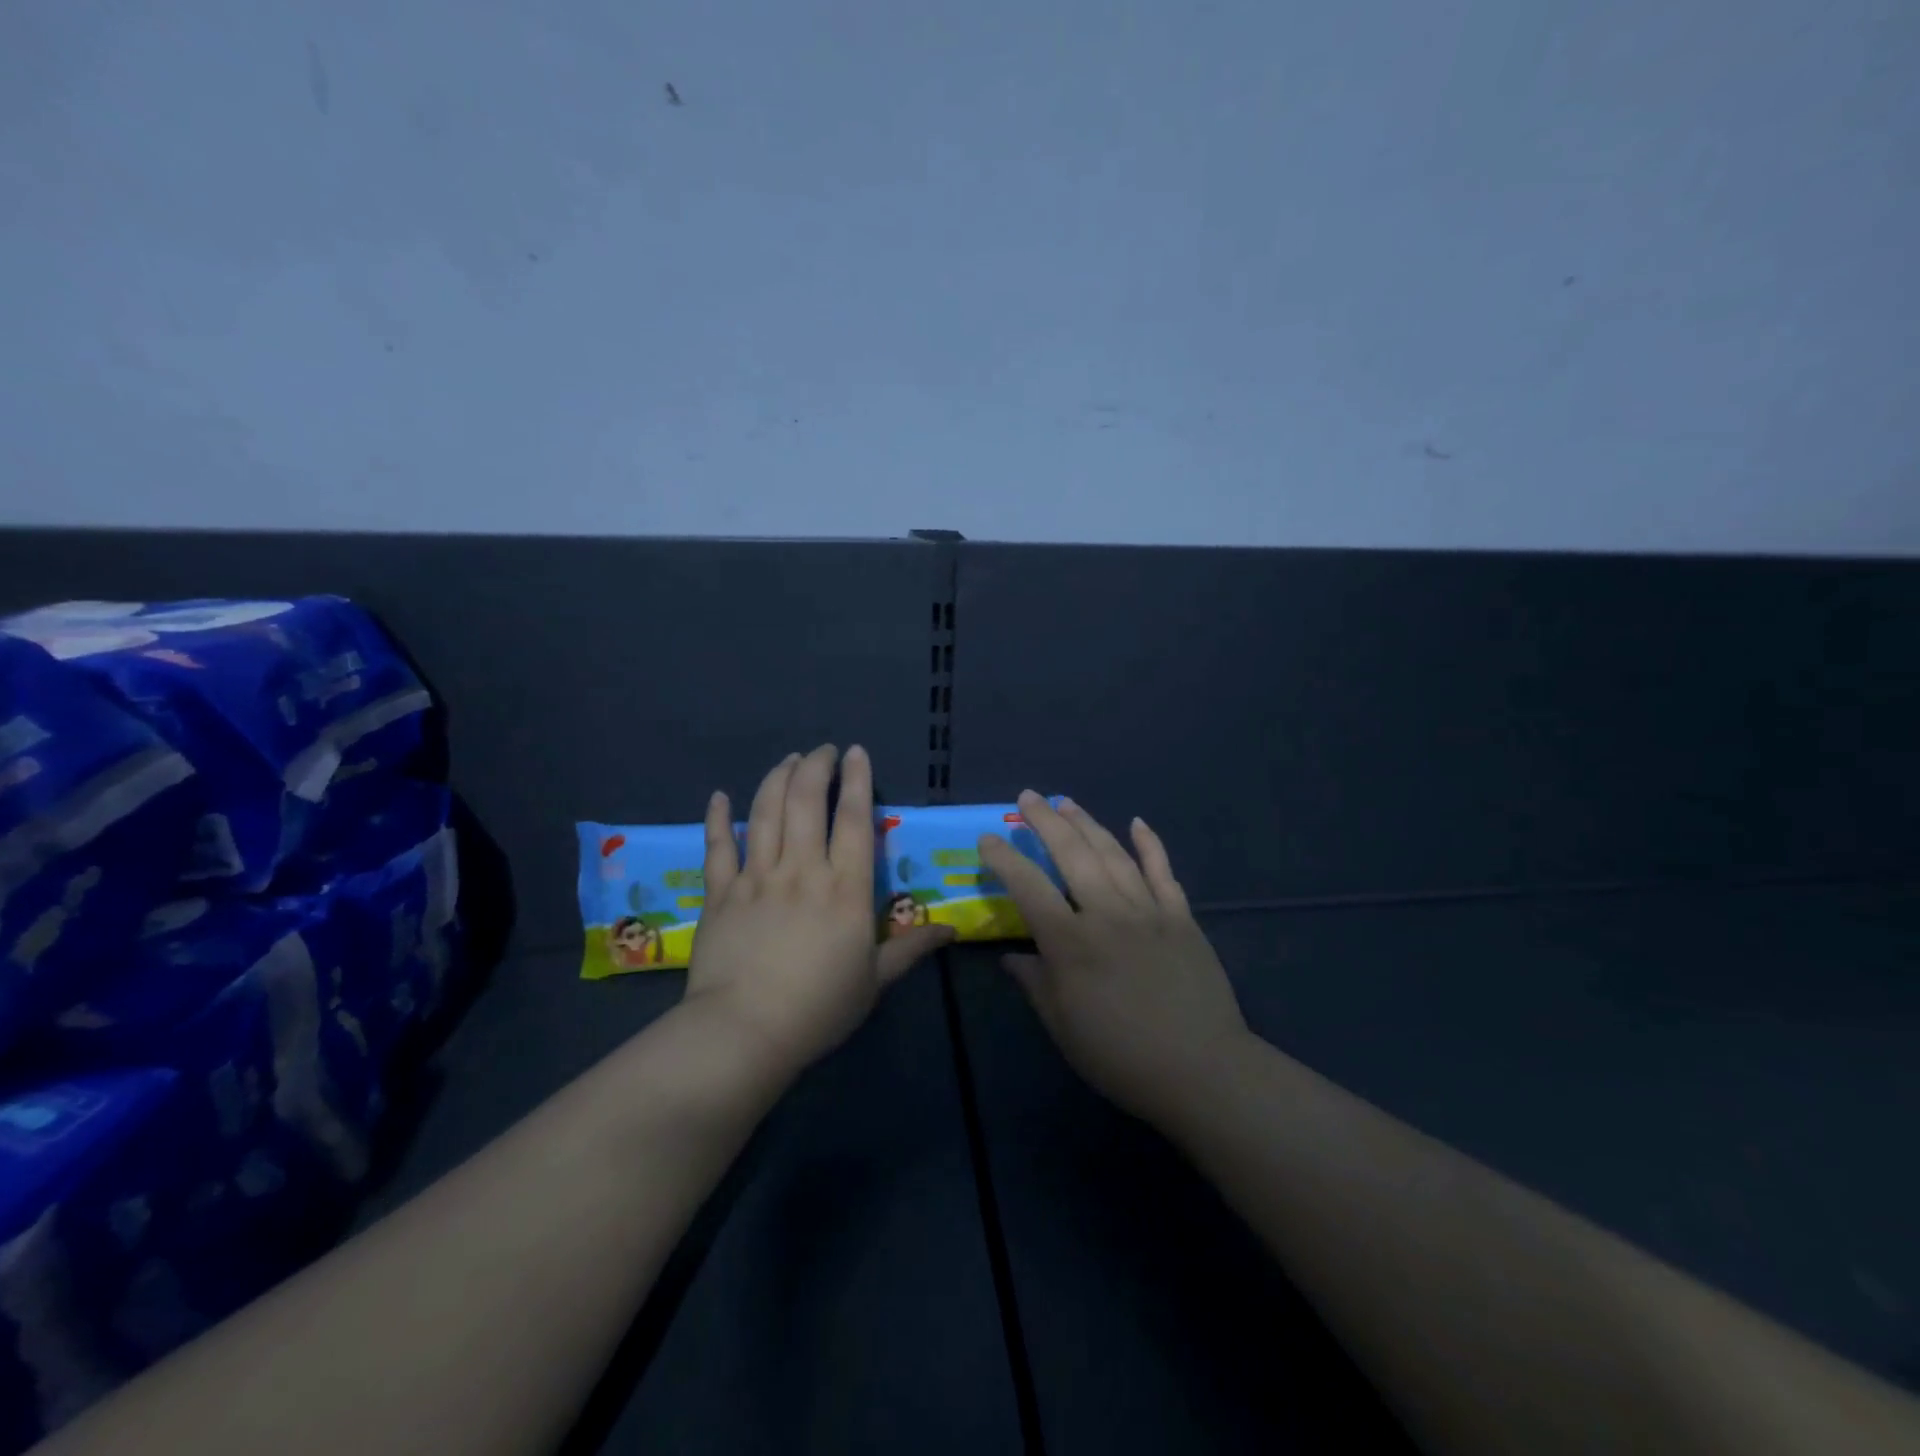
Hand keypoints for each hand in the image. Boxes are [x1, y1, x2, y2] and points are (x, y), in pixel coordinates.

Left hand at [682, 745, 952, 1072]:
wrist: (745, 1032)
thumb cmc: (819, 1008)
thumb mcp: (875, 981)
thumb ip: (911, 949)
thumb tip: (950, 931)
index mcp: (845, 888)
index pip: (853, 819)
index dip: (856, 780)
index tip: (856, 752)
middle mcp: (802, 870)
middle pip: (806, 802)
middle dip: (816, 767)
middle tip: (823, 751)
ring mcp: (757, 878)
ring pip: (766, 813)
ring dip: (777, 779)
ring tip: (789, 760)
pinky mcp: (720, 893)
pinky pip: (718, 847)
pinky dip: (718, 818)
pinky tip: (720, 796)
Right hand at [978, 792, 1248, 1125]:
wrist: (1200, 1069)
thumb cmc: (1119, 1055)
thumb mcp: (1062, 1025)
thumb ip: (1034, 983)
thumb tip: (1011, 957)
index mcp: (1070, 942)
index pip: (1028, 887)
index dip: (1004, 859)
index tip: (988, 838)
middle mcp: (1107, 913)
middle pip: (1072, 854)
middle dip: (1045, 821)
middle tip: (1028, 797)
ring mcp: (1148, 911)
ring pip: (1113, 854)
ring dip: (1088, 824)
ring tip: (1067, 803)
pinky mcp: (1181, 918)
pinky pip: (1163, 872)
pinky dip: (1150, 844)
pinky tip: (1138, 822)